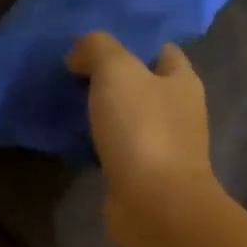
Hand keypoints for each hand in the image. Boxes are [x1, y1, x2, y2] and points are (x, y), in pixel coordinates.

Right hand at [66, 32, 220, 246]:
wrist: (153, 204)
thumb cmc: (143, 130)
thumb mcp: (117, 71)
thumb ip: (97, 49)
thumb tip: (78, 54)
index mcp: (181, 81)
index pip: (160, 49)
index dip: (131, 42)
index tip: (93, 44)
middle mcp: (177, 111)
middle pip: (142, 84)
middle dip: (111, 78)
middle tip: (71, 71)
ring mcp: (161, 145)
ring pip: (127, 118)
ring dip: (101, 112)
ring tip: (65, 102)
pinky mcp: (141, 174)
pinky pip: (115, 147)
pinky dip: (96, 142)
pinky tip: (72, 139)